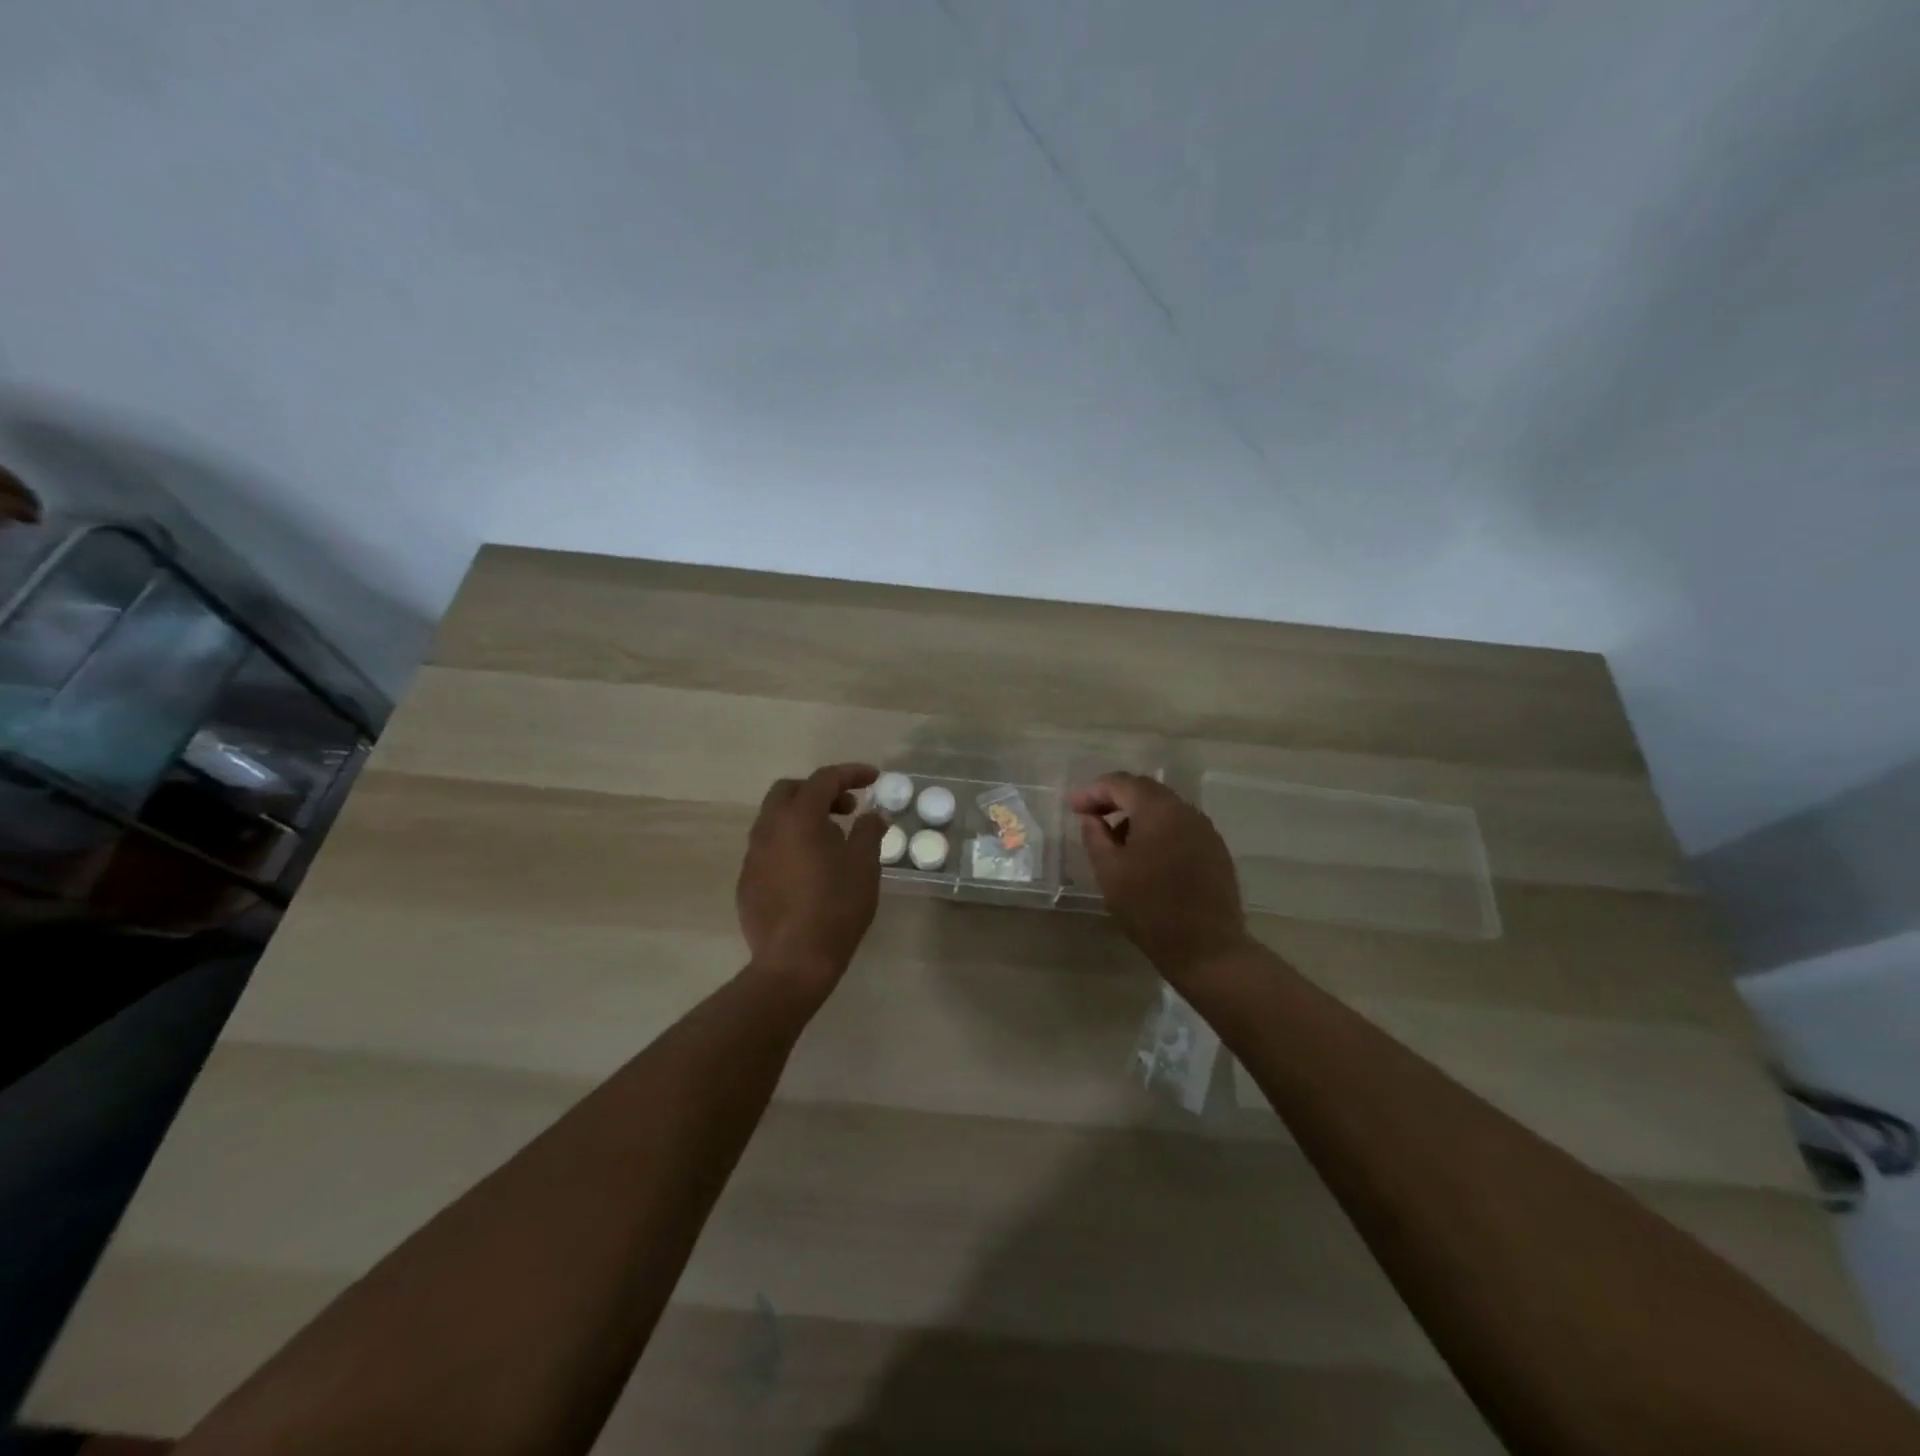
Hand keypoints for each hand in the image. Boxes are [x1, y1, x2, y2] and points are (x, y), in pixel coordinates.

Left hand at [737, 763, 886, 999]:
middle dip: (820, 791)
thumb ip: (868, 832)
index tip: (874, 778)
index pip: (824, 779)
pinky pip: (768, 848)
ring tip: (831, 839)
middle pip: (789, 791)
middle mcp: (768, 828)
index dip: (851, 773)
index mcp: (799, 818)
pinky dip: (790, 843)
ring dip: (803, 817)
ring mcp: (752, 856)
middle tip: (847, 808)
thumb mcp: (864, 866)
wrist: (794, 961)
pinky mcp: (746, 881)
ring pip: (774, 819)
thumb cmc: (836, 907)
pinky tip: (809, 870)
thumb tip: (872, 815)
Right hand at [1067, 773, 1250, 986]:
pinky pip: (1180, 828)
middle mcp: (1186, 811)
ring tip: (1114, 839)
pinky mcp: (1215, 851)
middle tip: (1089, 816)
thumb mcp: (1110, 872)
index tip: (1071, 807)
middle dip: (1114, 799)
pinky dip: (1157, 831)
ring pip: (1164, 809)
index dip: (1092, 792)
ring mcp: (1205, 830)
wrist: (1207, 949)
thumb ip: (1096, 836)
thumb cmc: (1150, 908)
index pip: (1121, 784)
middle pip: (1145, 791)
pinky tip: (1145, 855)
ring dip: (1136, 816)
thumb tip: (1091, 817)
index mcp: (1159, 810)